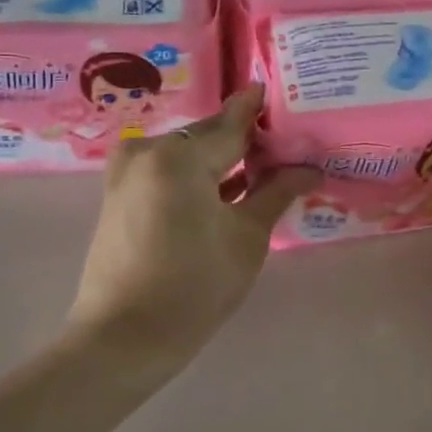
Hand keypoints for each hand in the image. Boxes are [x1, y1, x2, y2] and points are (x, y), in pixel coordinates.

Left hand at [69, 86, 318, 357]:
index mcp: (178, 154)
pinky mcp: (120, 193)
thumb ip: (276, 191)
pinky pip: (168, 170)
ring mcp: (127, 171)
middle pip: (208, 136)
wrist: (124, 338)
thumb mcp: (247, 237)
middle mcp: (147, 150)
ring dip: (222, 159)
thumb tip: (310, 167)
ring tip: (264, 168)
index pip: (232, 124)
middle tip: (285, 145)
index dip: (260, 111)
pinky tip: (229, 188)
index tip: (281, 93)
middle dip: (246, 140)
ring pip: (187, 153)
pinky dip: (197, 175)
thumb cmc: (195, 286)